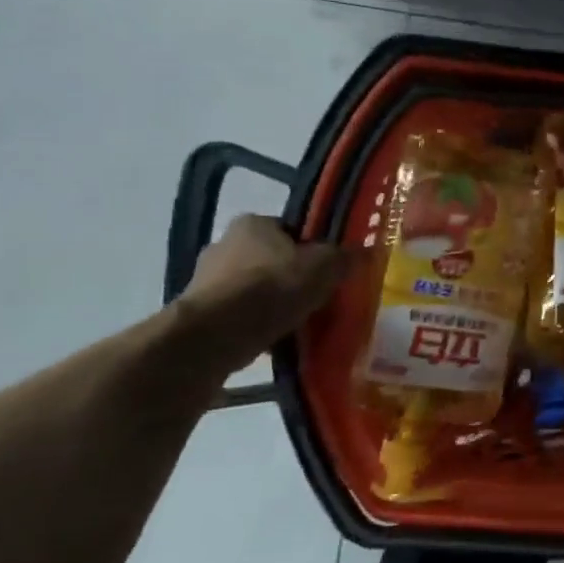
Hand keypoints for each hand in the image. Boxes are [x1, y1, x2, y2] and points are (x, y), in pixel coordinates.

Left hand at [176, 215, 356, 371]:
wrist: (218, 332)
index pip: (290, 230)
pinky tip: (274, 339)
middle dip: (291, 277)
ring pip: (253, 288)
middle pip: (270, 259)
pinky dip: (255, 323)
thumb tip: (364, 251)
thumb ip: (344, 258)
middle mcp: (223, 243)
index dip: (312, 249)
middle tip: (315, 298)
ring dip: (272, 302)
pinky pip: (238, 313)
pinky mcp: (198, 310)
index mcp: (253, 223)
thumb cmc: (274, 287)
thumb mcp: (325, 267)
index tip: (327, 270)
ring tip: (297, 323)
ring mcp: (205, 278)